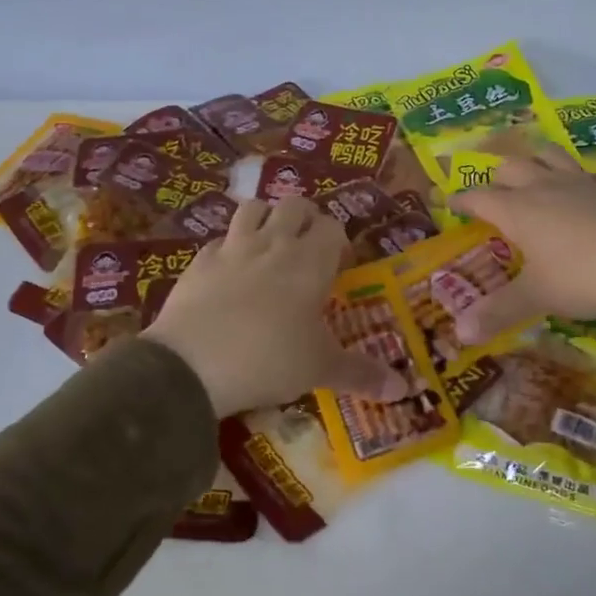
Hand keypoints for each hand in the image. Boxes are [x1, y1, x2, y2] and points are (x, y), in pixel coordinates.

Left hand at [142, 197, 408, 417]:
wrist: (191, 364)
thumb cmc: (269, 359)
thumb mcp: (320, 369)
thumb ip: (361, 374)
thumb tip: (403, 390)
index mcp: (310, 261)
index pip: (332, 227)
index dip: (339, 242)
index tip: (339, 267)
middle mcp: (273, 243)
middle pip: (295, 206)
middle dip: (306, 219)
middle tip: (308, 250)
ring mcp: (232, 248)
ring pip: (254, 208)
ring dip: (266, 218)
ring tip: (269, 246)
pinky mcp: (198, 261)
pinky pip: (219, 240)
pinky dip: (229, 247)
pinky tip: (230, 272)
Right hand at [448, 148, 595, 343]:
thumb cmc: (586, 277)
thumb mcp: (538, 297)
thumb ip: (498, 312)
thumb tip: (460, 334)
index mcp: (519, 210)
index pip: (479, 196)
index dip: (461, 199)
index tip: (449, 202)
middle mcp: (545, 188)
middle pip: (512, 166)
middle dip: (496, 177)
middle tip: (491, 195)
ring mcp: (581, 185)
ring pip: (548, 156)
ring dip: (534, 161)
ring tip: (531, 175)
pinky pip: (583, 172)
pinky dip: (571, 175)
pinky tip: (578, 190)